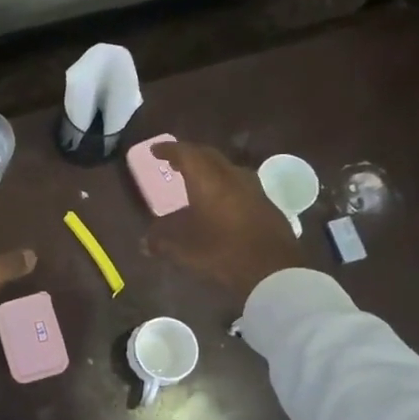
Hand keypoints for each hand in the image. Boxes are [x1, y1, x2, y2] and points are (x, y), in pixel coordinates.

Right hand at [143, 141, 299, 301]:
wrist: (274, 270)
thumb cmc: (223, 253)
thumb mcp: (184, 249)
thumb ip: (161, 241)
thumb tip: (144, 242)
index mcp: (208, 180)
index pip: (186, 153)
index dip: (169, 149)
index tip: (156, 150)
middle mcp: (231, 176)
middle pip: (208, 155)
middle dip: (189, 155)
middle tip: (175, 162)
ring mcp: (253, 188)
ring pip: (227, 168)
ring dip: (209, 169)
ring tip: (197, 180)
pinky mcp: (267, 204)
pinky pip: (240, 184)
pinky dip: (225, 185)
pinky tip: (221, 202)